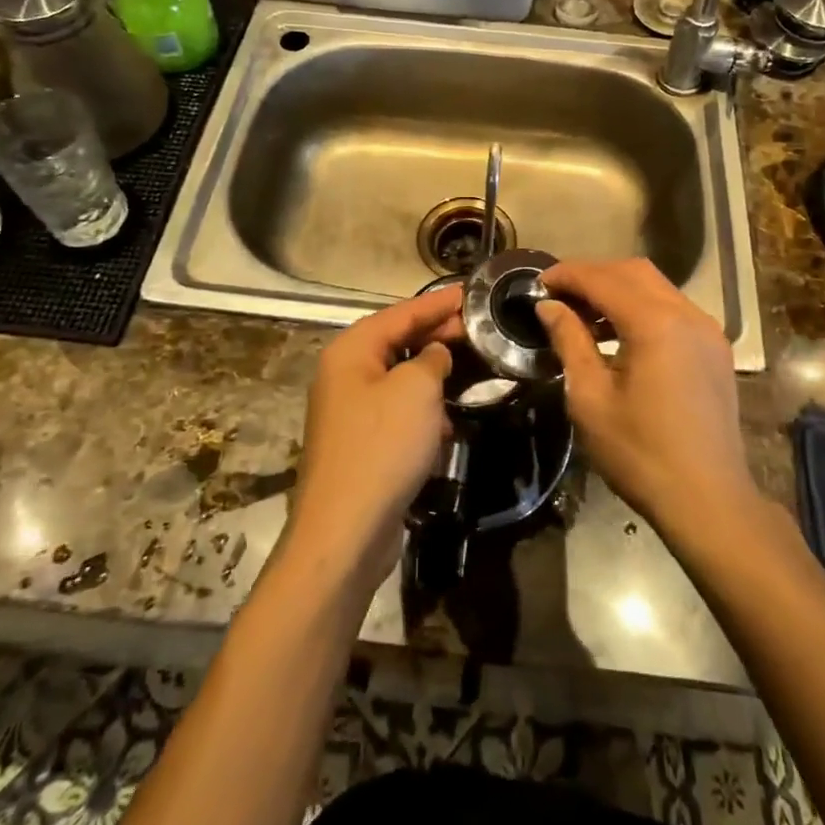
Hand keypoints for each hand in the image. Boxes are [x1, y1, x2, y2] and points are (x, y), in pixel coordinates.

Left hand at [286, 285, 463, 583]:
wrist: (346, 531)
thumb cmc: (383, 446)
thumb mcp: (417, 390)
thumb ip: (432, 359)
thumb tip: (435, 355)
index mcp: (352, 351)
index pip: (402, 313)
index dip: (439, 303)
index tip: (472, 293)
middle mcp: (345, 374)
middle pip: (398, 342)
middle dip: (437, 335)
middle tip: (478, 329)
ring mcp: (350, 412)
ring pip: (400, 379)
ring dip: (433, 375)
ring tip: (471, 369)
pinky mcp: (362, 444)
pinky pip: (398, 412)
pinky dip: (423, 410)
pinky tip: (449, 422)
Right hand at [536, 259, 755, 533]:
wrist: (708, 500)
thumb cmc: (640, 453)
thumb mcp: (591, 398)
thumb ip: (570, 341)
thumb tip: (549, 306)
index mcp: (655, 324)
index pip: (603, 280)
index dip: (568, 274)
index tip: (539, 281)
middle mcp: (687, 314)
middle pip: (634, 272)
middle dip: (593, 275)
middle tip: (559, 293)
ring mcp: (707, 330)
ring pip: (656, 287)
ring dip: (618, 289)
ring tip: (582, 312)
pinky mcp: (714, 348)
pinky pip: (673, 308)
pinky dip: (642, 307)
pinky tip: (619, 333)